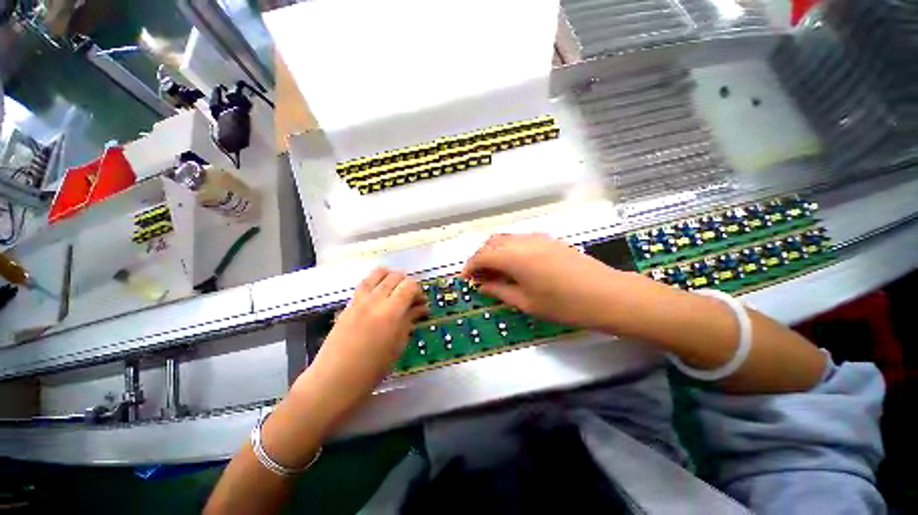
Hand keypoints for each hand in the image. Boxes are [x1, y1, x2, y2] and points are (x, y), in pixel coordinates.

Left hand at [293, 268, 426, 416]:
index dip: (419, 291)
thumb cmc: (372, 369)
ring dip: (391, 278)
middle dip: (407, 283)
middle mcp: (375, 299)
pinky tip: (380, 296)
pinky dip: (377, 282)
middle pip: (396, 276)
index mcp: (391, 312)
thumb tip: (420, 308)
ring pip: (379, 273)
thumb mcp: (397, 346)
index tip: (421, 303)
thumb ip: (409, 320)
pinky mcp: (349, 303)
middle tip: (410, 299)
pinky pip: (365, 282)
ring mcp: (359, 299)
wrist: (334, 380)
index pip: (409, 285)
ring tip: (395, 291)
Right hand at [462, 233, 621, 329]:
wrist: (606, 294)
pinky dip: (509, 249)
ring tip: (495, 271)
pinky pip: (519, 239)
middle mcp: (522, 241)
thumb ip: (499, 291)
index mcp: (514, 257)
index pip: (482, 256)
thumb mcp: (526, 302)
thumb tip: (482, 285)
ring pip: (505, 238)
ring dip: (494, 251)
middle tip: (479, 276)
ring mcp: (537, 238)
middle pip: (491, 242)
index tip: (466, 278)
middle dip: (480, 257)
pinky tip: (514, 265)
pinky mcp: (548, 239)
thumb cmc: (564, 304)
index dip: (470, 266)